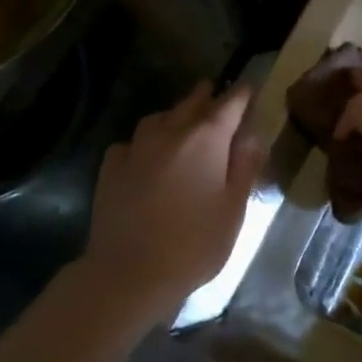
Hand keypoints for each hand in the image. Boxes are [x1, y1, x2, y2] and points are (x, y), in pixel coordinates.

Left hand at [87, 82, 263, 319]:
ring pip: (159, 118)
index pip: (230, 104)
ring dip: (174, 115)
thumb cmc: (193, 244)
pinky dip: (144, 142)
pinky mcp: (111, 168)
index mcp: (207, 139)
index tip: (248, 87)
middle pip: (191, 103)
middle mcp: (170, 133)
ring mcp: (136, 148)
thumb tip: (251, 136)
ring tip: (181, 121)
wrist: (127, 274)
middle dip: (206, 96)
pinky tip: (146, 156)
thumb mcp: (234, 209)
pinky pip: (132, 143)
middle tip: (214, 92)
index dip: (242, 94)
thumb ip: (244, 167)